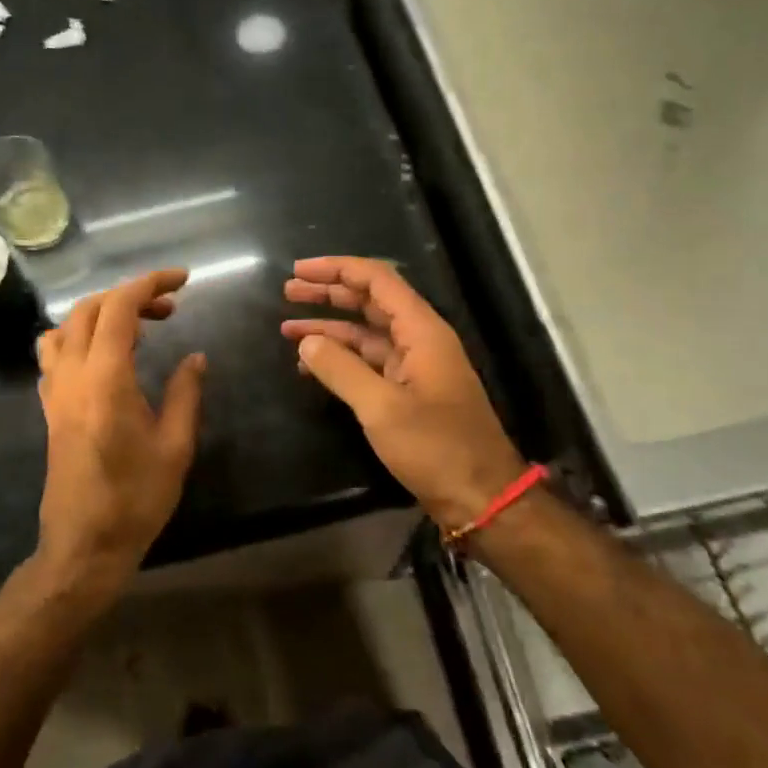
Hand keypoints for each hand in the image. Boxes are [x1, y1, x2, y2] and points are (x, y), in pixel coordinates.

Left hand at [34, 269, 206, 602]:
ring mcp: (54, 392)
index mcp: (105, 378)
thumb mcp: (175, 446)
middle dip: (130, 296)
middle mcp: (72, 375)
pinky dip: (80, 338)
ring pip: (66, 327)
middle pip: (89, 309)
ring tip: (136, 329)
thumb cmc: (135, 498)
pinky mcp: (49, 409)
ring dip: (100, 314)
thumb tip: (195, 357)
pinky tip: (106, 359)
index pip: (119, 307)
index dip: (150, 283)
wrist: (84, 544)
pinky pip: (55, 355)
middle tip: (169, 309)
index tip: (183, 280)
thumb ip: (185, 393)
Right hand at [283, 256, 523, 531]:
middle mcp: (419, 340)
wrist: (480, 496)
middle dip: (329, 294)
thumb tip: (307, 342)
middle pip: (370, 302)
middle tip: (288, 292)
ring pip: (366, 334)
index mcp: (421, 332)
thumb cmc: (436, 447)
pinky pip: (369, 363)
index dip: (337, 270)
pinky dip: (340, 360)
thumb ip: (341, 370)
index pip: (377, 281)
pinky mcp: (408, 393)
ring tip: (287, 328)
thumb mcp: (382, 408)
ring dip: (329, 328)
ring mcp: (414, 367)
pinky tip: (310, 366)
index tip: (299, 270)